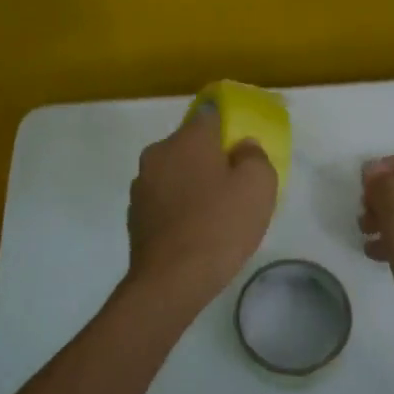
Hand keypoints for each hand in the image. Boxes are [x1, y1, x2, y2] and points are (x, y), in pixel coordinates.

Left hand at [126, 107, 277, 308]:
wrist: (171, 280)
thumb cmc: (220, 226)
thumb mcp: (259, 186)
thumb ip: (254, 156)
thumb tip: (241, 147)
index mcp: (188, 139)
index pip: (210, 114)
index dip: (228, 125)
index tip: (242, 145)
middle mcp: (159, 153)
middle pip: (190, 145)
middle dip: (210, 158)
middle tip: (235, 185)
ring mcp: (142, 185)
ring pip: (175, 173)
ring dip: (192, 184)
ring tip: (215, 213)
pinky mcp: (134, 215)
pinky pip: (164, 200)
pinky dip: (179, 208)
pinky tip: (195, 231)